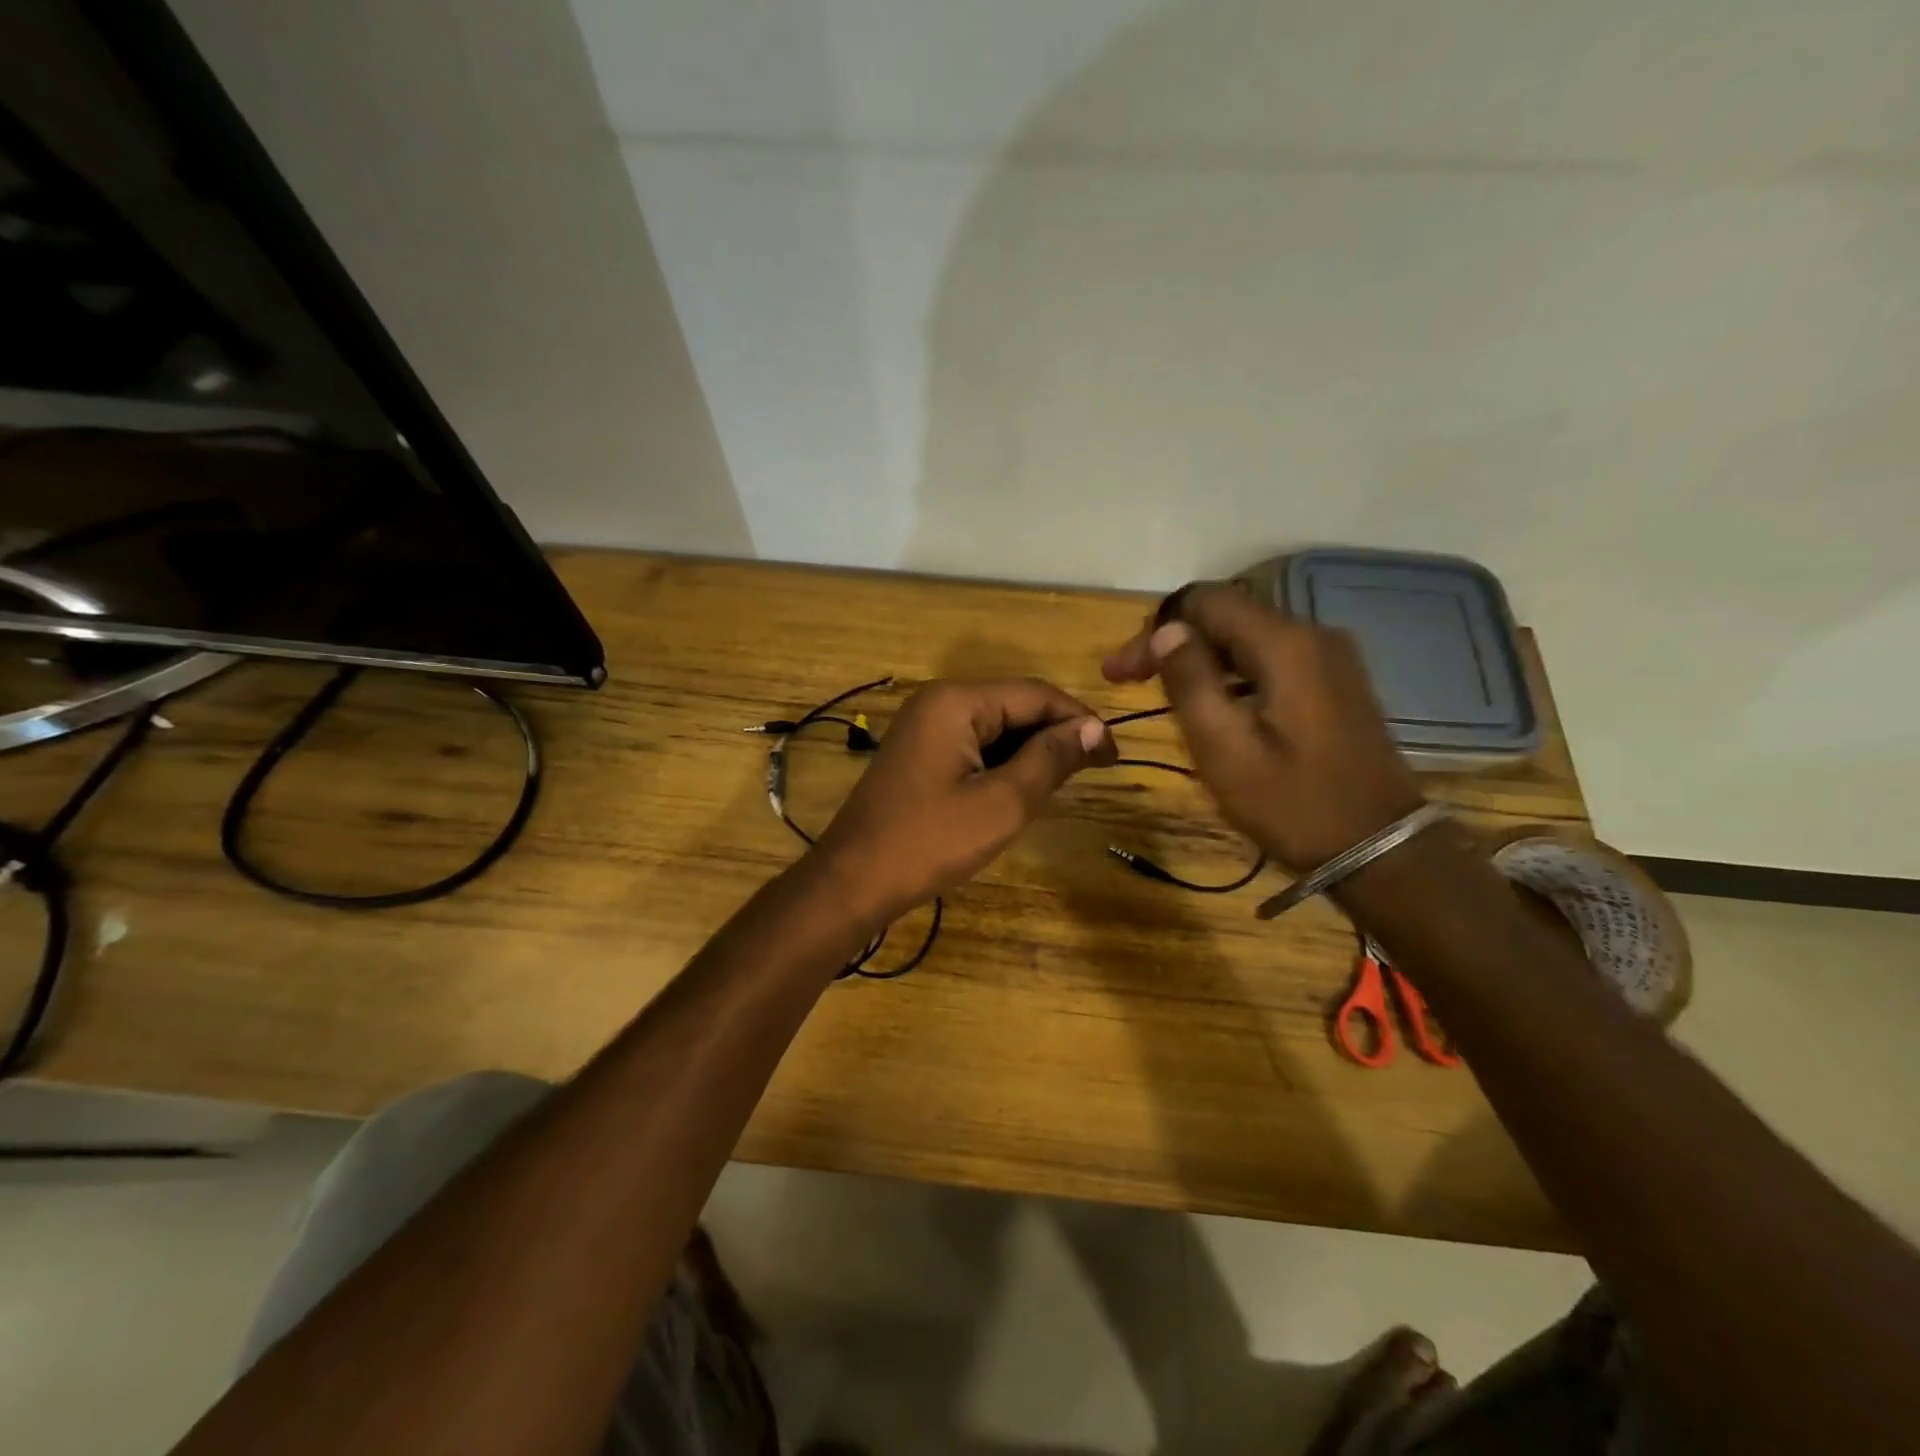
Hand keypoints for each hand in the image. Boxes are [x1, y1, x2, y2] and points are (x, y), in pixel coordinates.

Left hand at [809, 679, 1115, 925]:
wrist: (853, 881)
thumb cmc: (931, 842)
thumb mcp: (1003, 802)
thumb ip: (1050, 758)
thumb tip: (1092, 728)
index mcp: (957, 702)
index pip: (1036, 695)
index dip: (1080, 720)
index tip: (1115, 755)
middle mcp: (939, 702)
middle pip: (1015, 706)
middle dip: (1056, 735)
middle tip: (1096, 771)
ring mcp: (924, 727)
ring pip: (996, 727)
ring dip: (1032, 751)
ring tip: (1067, 782)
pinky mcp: (920, 753)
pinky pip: (974, 746)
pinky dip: (1004, 763)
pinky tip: (1024, 788)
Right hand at [1103, 583, 1422, 870]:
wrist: (1381, 849)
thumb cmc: (1293, 804)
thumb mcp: (1225, 749)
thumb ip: (1190, 682)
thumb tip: (1167, 631)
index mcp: (1285, 645)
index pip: (1204, 601)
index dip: (1154, 629)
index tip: (1120, 672)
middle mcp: (1312, 635)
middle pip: (1227, 615)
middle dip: (1173, 641)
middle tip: (1130, 681)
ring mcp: (1330, 658)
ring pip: (1247, 637)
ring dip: (1200, 657)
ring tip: (1163, 694)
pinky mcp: (1336, 682)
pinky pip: (1271, 659)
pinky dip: (1232, 672)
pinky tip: (1213, 705)